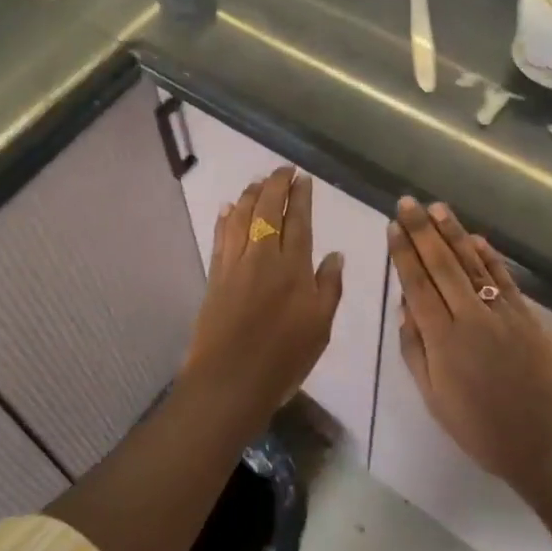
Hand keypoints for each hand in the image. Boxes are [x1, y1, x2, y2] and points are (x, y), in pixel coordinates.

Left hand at [182, 168, 344, 419]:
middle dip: (276, 184)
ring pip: (242, 216)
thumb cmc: (283, 358)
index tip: (303, 178)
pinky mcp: (216, 275)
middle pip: (267, 209)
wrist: (230, 381)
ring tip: (259, 181)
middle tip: (283, 169)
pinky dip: (226, 218)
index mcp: (294, 267)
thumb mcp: (321, 327)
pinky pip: (221, 236)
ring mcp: (235, 264)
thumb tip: (336, 254)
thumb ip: (329, 286)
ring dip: (251, 194)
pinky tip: (229, 207)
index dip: (301, 196)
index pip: (298, 220)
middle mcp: (263, 256)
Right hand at [388, 198, 551, 498]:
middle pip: (441, 265)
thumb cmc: (482, 430)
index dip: (403, 253)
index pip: (417, 285)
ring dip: (452, 233)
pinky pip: (503, 278)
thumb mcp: (435, 399)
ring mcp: (502, 313)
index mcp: (442, 340)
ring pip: (472, 263)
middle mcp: (470, 318)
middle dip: (422, 231)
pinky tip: (475, 237)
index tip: (393, 226)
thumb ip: (415, 351)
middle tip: (407, 202)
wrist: (548, 446)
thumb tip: (405, 307)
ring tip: (437, 208)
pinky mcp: (527, 316)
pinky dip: (489, 255)